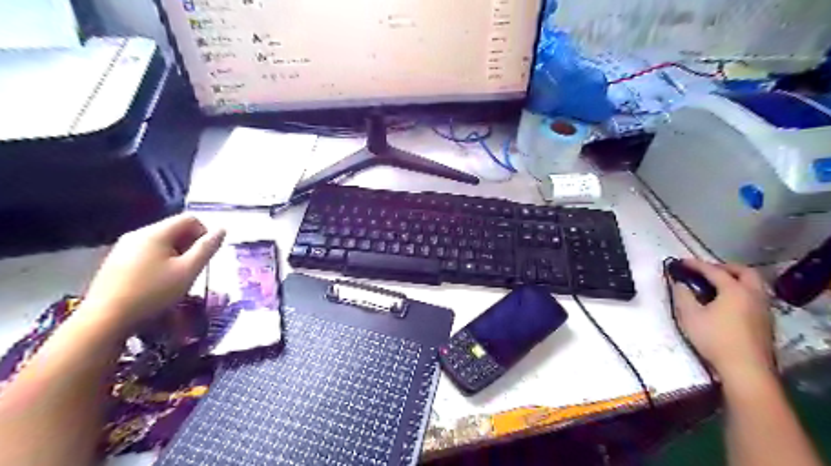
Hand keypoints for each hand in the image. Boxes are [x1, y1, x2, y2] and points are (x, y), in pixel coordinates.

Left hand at [82, 215, 225, 331]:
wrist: (105, 320)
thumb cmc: (153, 293)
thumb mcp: (188, 271)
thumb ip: (207, 248)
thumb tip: (222, 229)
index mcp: (155, 233)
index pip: (190, 219)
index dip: (204, 233)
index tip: (204, 256)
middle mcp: (137, 234)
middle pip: (174, 229)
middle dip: (190, 245)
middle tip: (192, 268)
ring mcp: (123, 247)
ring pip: (161, 242)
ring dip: (176, 254)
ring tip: (176, 277)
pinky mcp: (115, 262)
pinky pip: (146, 252)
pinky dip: (159, 261)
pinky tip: (157, 282)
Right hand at [671, 258, 775, 381]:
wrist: (745, 369)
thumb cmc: (714, 338)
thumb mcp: (690, 315)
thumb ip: (683, 295)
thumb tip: (680, 284)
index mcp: (735, 290)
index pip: (714, 271)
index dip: (696, 265)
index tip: (681, 262)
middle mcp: (753, 295)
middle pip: (744, 272)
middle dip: (724, 267)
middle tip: (707, 271)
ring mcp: (763, 309)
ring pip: (753, 285)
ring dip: (735, 280)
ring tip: (717, 286)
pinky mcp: (766, 322)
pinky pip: (755, 298)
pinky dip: (741, 292)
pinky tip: (728, 303)